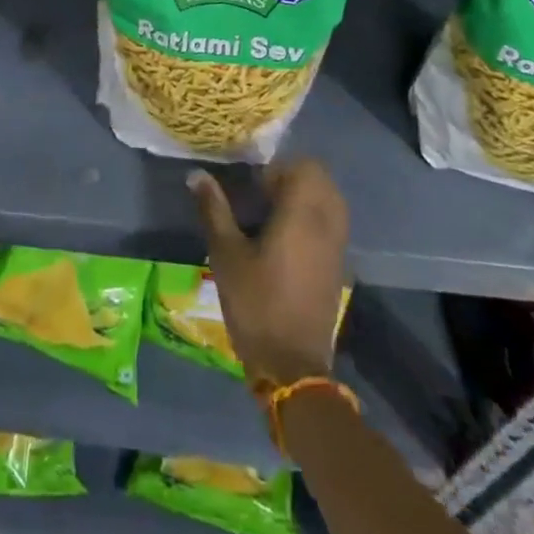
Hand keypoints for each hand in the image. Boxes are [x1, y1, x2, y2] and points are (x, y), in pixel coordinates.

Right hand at [190, 160, 348, 385]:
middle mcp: (327, 226)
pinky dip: (312, 219)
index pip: (307, 168)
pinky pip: (330, 226)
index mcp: (302, 216)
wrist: (292, 366)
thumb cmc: (256, 304)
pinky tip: (284, 239)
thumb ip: (213, 209)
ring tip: (271, 214)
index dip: (280, 168)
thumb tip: (196, 174)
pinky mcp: (337, 268)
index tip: (255, 184)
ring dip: (305, 198)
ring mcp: (336, 248)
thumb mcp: (226, 254)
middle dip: (293, 178)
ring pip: (329, 203)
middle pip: (322, 181)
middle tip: (261, 194)